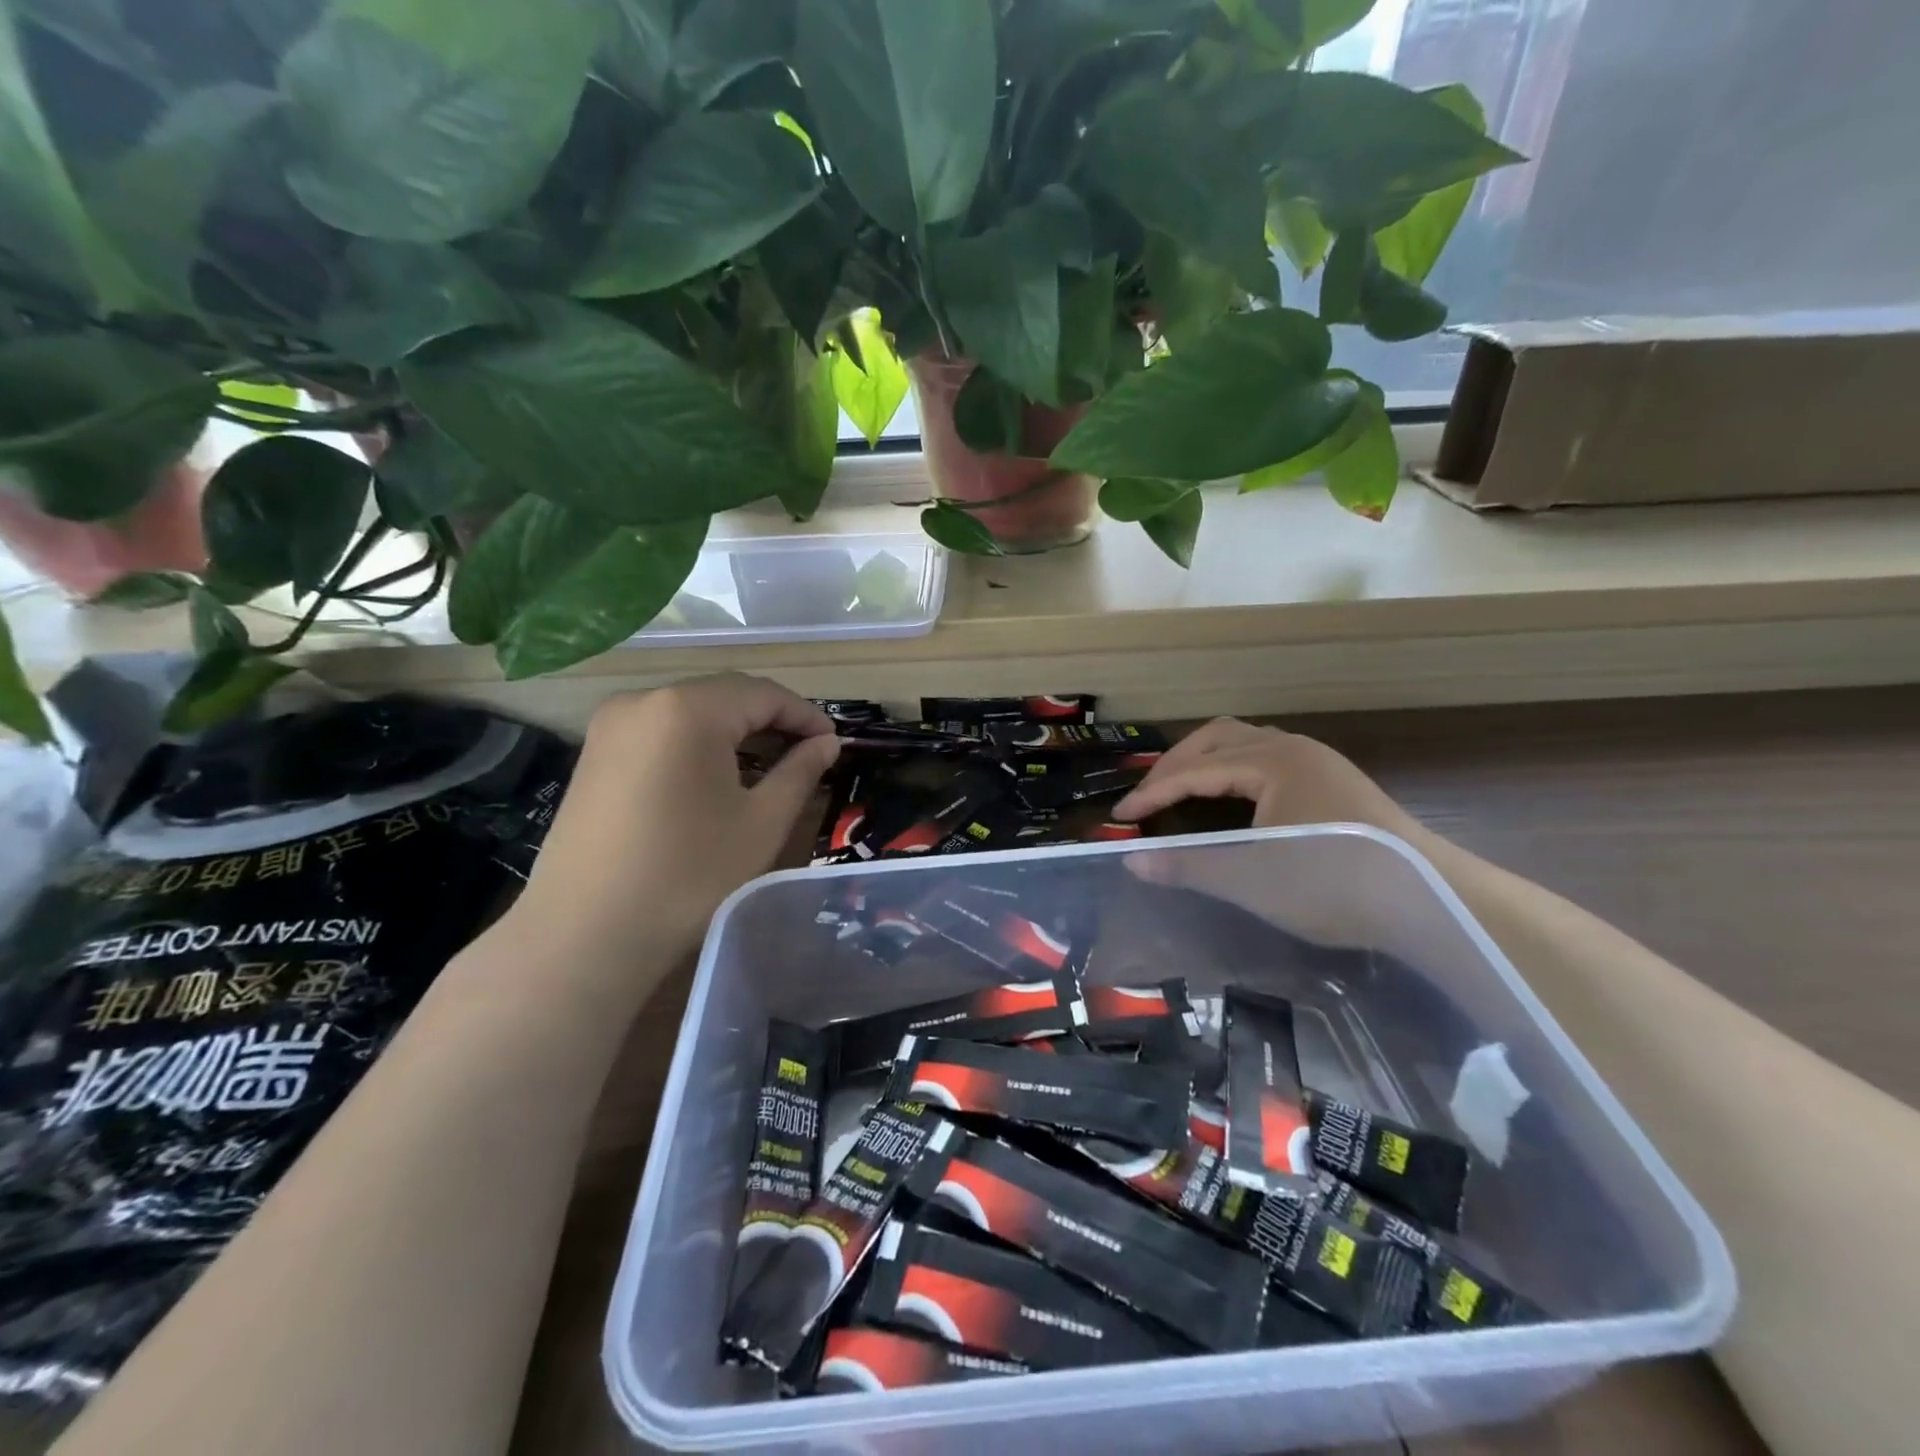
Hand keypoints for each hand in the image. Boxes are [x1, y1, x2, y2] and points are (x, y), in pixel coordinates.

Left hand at [513, 674, 839, 963]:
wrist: (585, 933)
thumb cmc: (688, 875)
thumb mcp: (761, 822)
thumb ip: (799, 771)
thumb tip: (826, 743)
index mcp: (688, 708)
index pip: (763, 694)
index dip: (805, 716)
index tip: (835, 743)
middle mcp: (643, 700)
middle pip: (725, 695)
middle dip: (771, 720)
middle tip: (808, 753)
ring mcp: (611, 725)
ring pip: (692, 711)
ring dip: (735, 731)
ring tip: (770, 765)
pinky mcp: (594, 753)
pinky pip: (661, 730)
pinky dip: (698, 743)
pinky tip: (718, 775)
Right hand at [1112, 718, 1429, 947]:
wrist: (1432, 900)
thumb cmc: (1333, 882)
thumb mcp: (1251, 878)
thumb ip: (1186, 865)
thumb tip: (1131, 861)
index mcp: (1272, 760)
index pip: (1195, 769)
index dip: (1152, 792)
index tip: (1120, 817)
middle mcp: (1293, 748)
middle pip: (1218, 738)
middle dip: (1176, 765)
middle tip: (1148, 798)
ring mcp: (1319, 762)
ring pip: (1246, 744)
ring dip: (1207, 762)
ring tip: (1183, 791)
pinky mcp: (1336, 783)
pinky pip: (1268, 758)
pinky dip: (1235, 771)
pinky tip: (1235, 800)